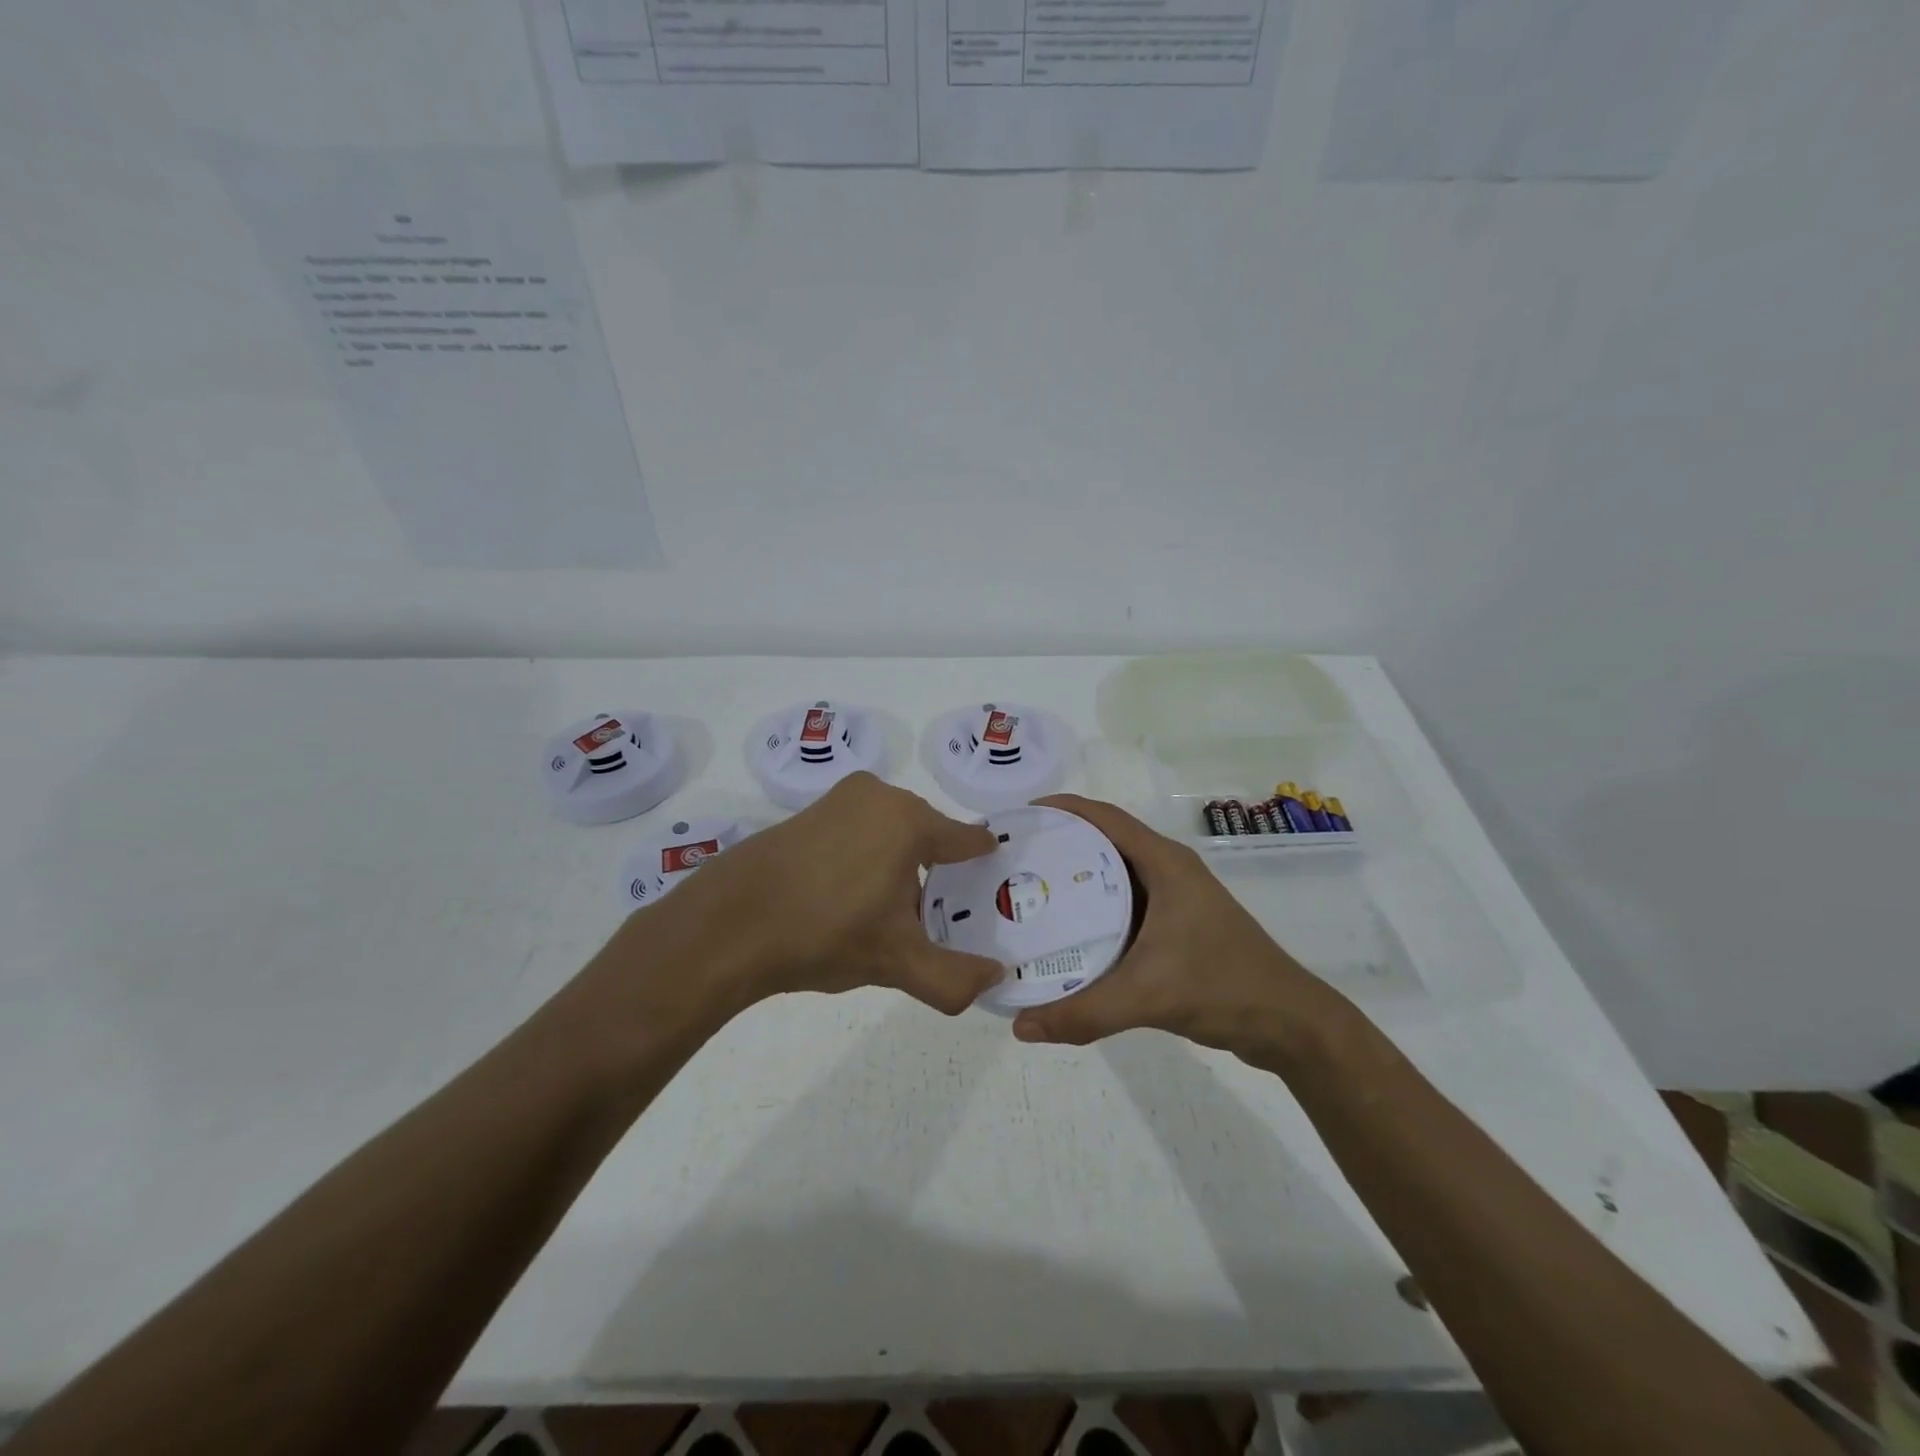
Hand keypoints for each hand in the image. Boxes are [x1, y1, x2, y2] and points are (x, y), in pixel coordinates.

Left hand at [634, 772, 1004, 1015]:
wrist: (729, 925)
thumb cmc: (826, 934)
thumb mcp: (897, 963)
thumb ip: (955, 977)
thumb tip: (996, 979)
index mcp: (910, 820)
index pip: (969, 839)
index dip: (983, 868)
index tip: (990, 894)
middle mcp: (879, 796)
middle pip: (929, 836)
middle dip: (937, 874)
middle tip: (934, 920)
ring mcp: (839, 800)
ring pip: (892, 833)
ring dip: (899, 868)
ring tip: (888, 916)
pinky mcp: (807, 812)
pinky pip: (857, 831)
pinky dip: (865, 859)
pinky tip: (847, 900)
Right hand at [1009, 795, 1345, 1062]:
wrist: (1289, 1024)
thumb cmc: (1224, 987)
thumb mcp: (1149, 996)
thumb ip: (1084, 1012)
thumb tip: (1020, 1026)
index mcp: (1165, 863)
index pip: (1105, 818)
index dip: (1062, 809)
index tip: (1019, 816)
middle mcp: (1168, 871)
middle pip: (1103, 843)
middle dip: (1059, 844)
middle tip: (1012, 860)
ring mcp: (1175, 899)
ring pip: (1113, 876)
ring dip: (1075, 879)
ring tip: (1027, 893)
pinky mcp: (1177, 927)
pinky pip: (1124, 906)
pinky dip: (1093, 911)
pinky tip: (1067, 934)